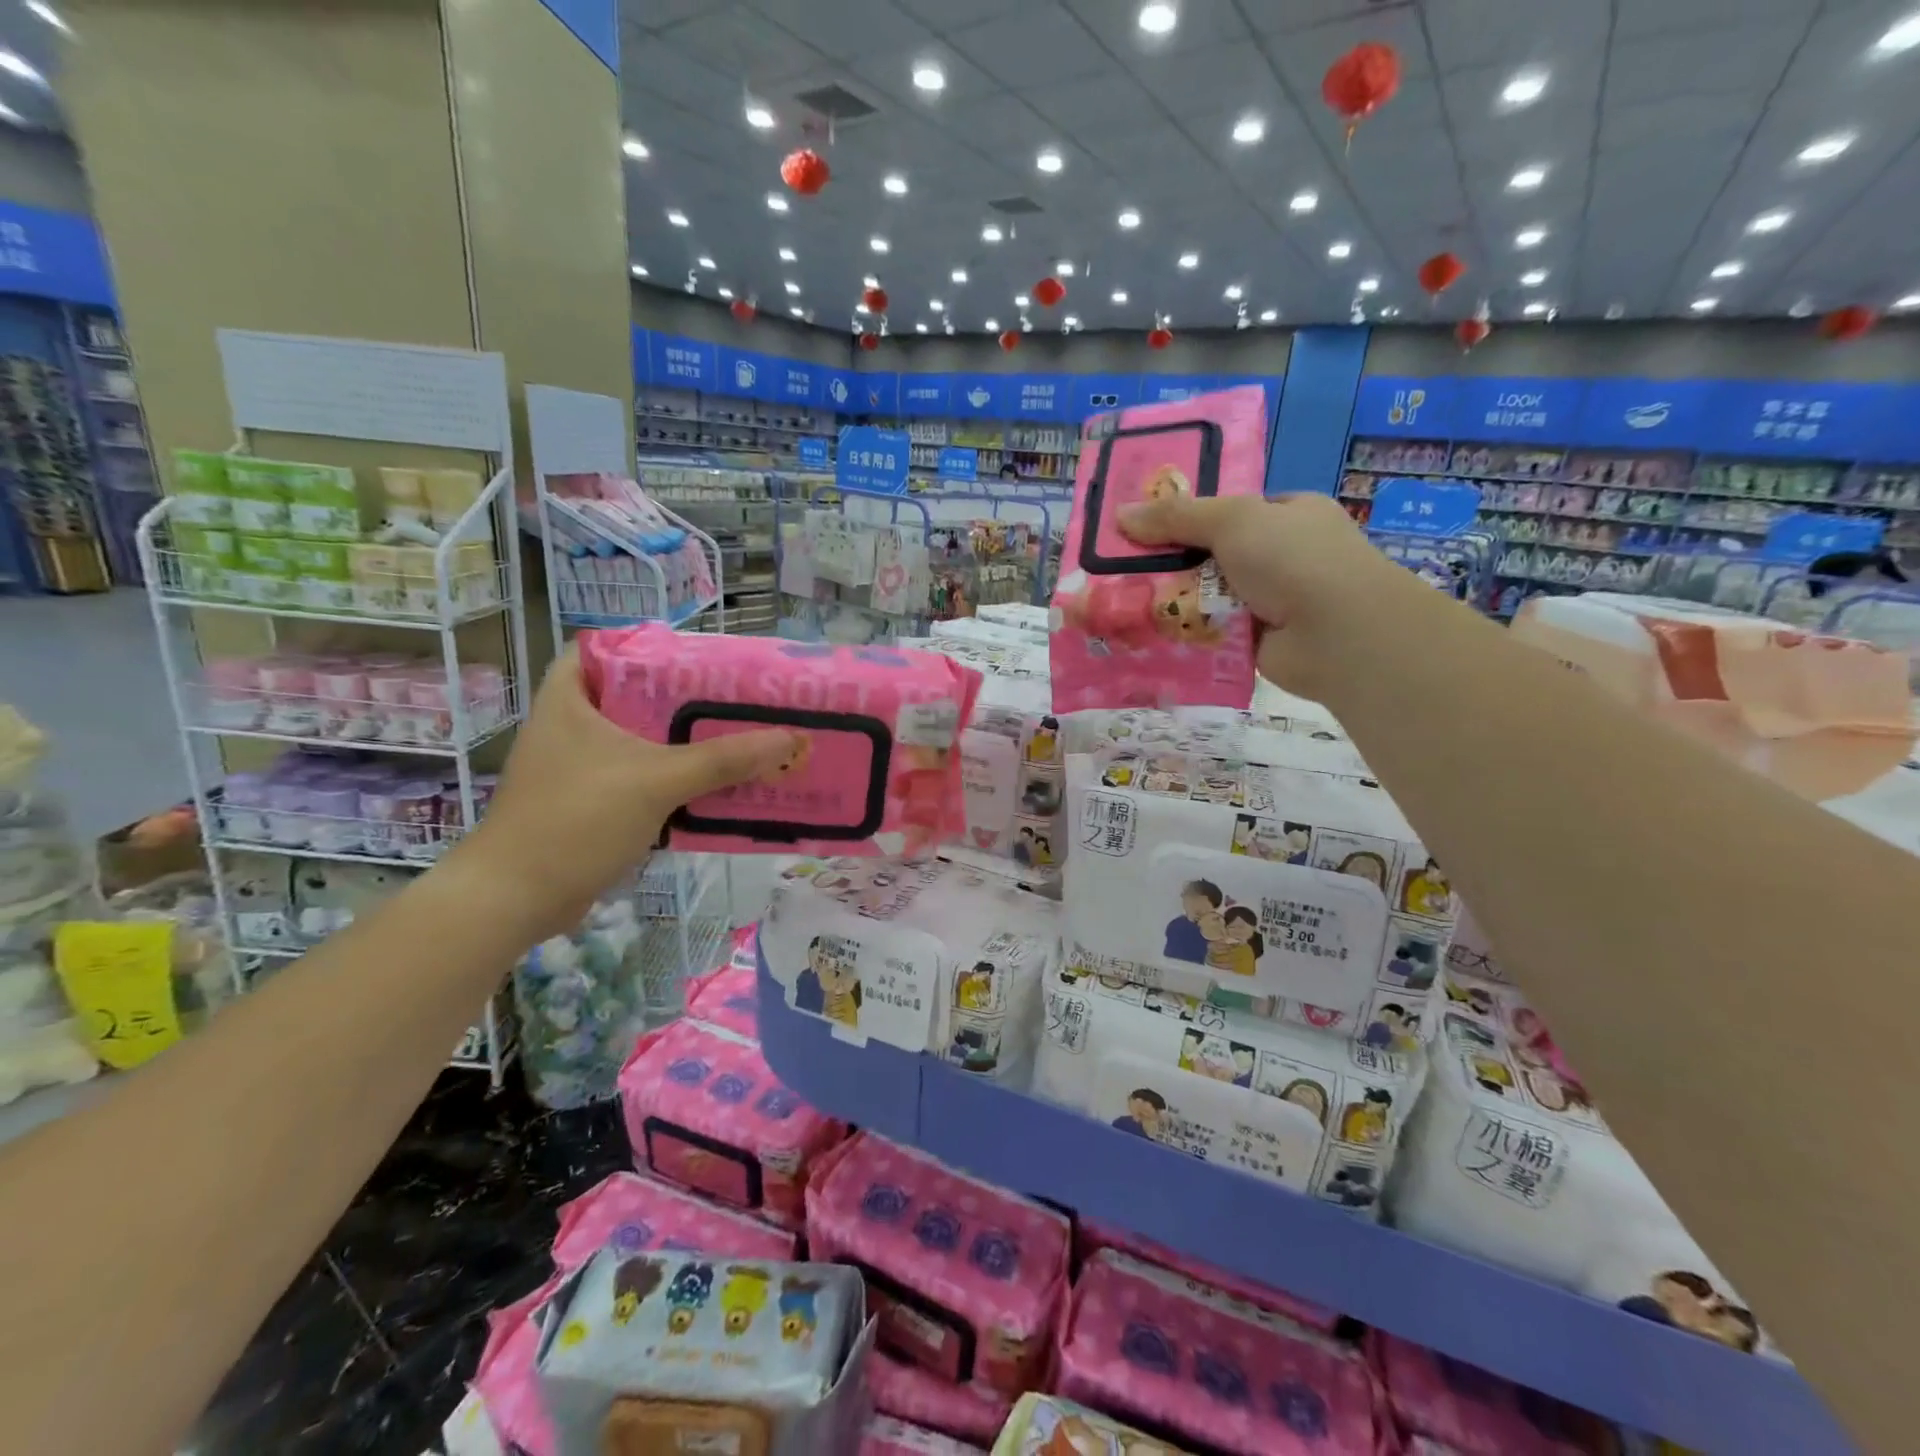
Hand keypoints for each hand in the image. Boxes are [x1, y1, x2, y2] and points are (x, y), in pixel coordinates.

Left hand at [448, 647, 798, 941]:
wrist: (517, 898)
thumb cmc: (576, 819)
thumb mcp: (656, 781)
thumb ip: (723, 760)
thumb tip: (788, 738)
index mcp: (570, 699)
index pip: (606, 648)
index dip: (650, 646)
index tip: (700, 657)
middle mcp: (572, 725)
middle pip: (636, 696)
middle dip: (686, 698)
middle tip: (736, 698)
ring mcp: (579, 766)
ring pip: (642, 740)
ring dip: (685, 742)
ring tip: (738, 736)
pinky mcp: (590, 802)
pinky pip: (642, 777)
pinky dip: (675, 778)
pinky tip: (715, 784)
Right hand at [1118, 491, 1414, 698]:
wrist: (1337, 634)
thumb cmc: (1293, 559)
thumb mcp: (1233, 520)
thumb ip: (1177, 516)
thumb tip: (1121, 514)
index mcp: (1290, 515)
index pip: (1233, 511)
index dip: (1189, 516)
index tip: (1144, 527)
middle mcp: (1285, 555)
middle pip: (1215, 554)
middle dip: (1174, 561)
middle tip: (1123, 567)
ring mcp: (1273, 600)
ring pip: (1210, 595)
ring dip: (1176, 600)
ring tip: (1125, 602)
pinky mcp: (1259, 641)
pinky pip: (1213, 631)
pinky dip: (1189, 633)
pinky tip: (1151, 633)